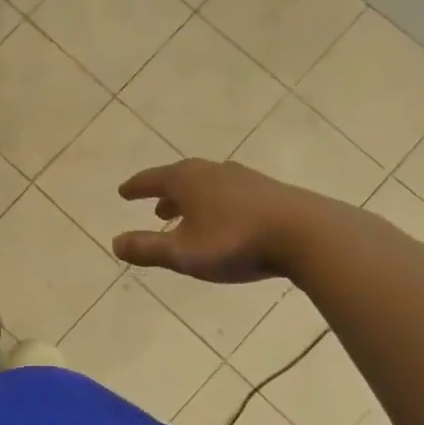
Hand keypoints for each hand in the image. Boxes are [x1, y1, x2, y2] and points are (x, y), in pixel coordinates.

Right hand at [112, 159, 324, 282]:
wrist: (308, 235)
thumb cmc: (236, 242)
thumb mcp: (183, 252)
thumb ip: (147, 249)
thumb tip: (115, 243)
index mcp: (187, 180)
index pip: (152, 179)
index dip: (136, 187)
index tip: (123, 192)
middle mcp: (213, 171)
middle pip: (181, 179)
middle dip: (165, 194)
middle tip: (155, 208)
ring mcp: (244, 179)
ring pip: (208, 186)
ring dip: (193, 200)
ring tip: (188, 217)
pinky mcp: (270, 192)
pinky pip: (232, 194)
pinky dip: (218, 204)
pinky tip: (226, 222)